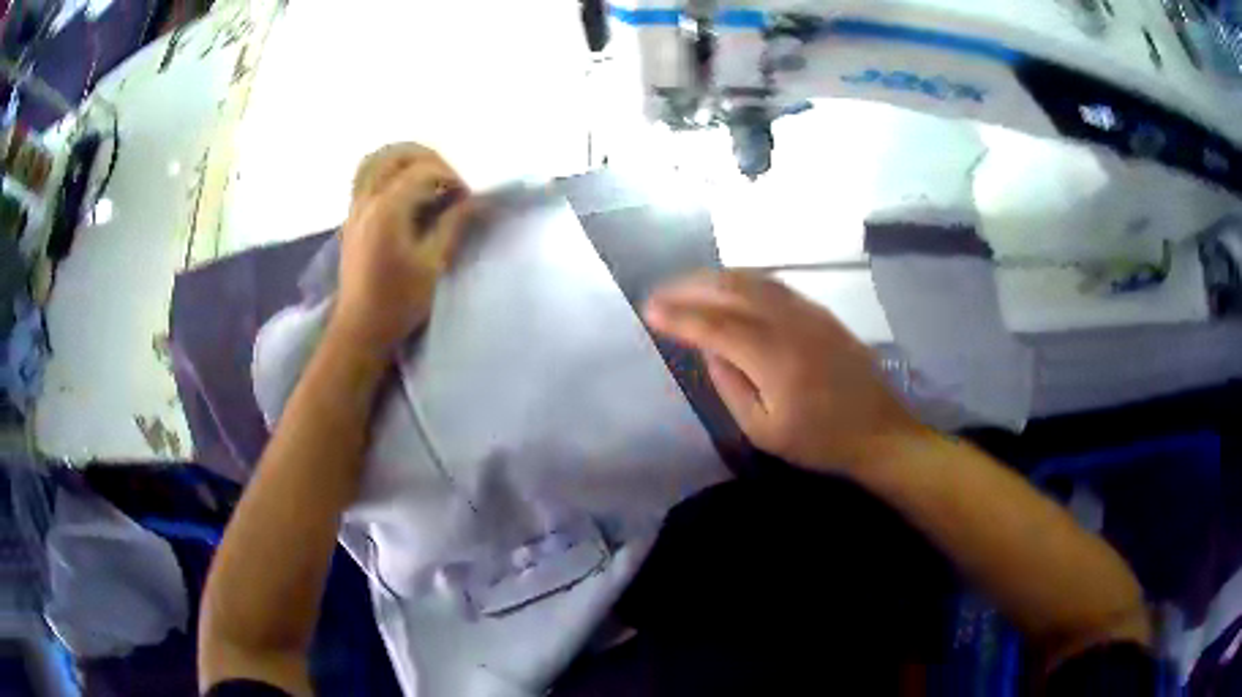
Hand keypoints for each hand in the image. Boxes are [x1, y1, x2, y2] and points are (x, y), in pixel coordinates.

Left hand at [331, 143, 471, 359]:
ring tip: (426, 176)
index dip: (451, 177)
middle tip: (448, 181)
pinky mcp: (351, 218)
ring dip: (404, 159)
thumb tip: (476, 201)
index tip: (467, 199)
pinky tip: (402, 190)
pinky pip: (365, 176)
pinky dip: (386, 171)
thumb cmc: (398, 302)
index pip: (424, 170)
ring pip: (376, 160)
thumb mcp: (433, 265)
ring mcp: (355, 207)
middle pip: (397, 154)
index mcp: (388, 209)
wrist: (360, 328)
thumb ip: (454, 225)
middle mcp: (368, 200)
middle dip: (429, 159)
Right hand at [643, 270, 926, 473]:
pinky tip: (731, 288)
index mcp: (773, 357)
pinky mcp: (821, 312)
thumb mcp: (763, 429)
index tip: (648, 310)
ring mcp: (809, 312)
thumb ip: (730, 386)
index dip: (679, 316)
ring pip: (754, 279)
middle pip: (733, 289)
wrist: (878, 431)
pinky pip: (774, 285)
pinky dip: (743, 280)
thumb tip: (709, 350)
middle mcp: (790, 323)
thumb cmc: (818, 441)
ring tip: (687, 284)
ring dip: (716, 277)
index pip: (715, 326)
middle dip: (691, 286)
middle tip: (661, 291)